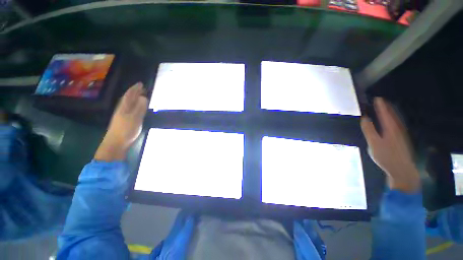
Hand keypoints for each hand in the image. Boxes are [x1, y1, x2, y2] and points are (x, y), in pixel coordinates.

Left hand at [94, 82, 147, 160]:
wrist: (116, 143)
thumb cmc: (126, 130)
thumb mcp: (135, 118)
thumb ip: (140, 107)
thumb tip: (144, 97)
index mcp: (124, 107)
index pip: (130, 95)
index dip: (135, 89)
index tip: (140, 83)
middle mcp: (122, 109)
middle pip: (128, 98)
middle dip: (134, 92)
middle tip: (141, 88)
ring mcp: (122, 115)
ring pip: (128, 103)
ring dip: (134, 98)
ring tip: (139, 95)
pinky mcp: (124, 120)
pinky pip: (129, 108)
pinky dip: (133, 105)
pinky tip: (135, 107)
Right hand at [361, 97, 420, 192]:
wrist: (402, 169)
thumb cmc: (386, 156)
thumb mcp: (374, 143)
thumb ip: (369, 130)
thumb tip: (365, 118)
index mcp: (390, 128)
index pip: (385, 113)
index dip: (381, 106)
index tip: (377, 98)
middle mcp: (398, 128)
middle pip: (393, 114)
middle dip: (387, 107)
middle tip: (381, 101)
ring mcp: (402, 134)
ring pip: (396, 119)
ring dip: (391, 112)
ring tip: (386, 108)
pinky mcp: (402, 139)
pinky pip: (398, 124)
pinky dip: (393, 119)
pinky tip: (391, 121)